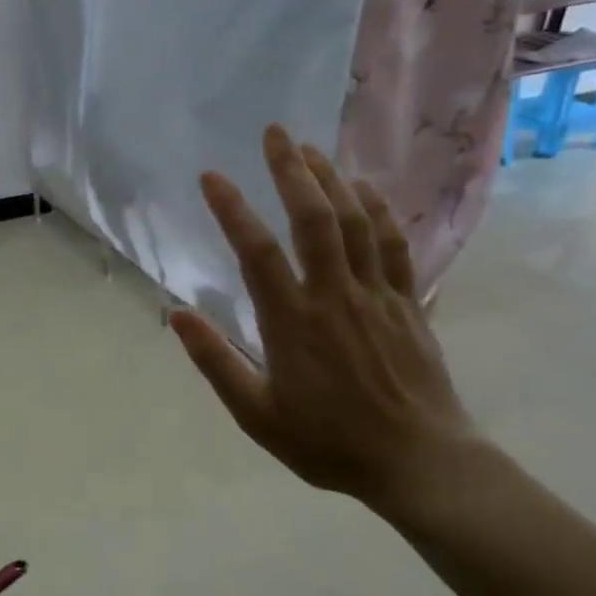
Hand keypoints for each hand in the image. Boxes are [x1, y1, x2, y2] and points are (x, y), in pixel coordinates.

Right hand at [170, 125, 476, 509]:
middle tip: (275, 133)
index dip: (232, 209)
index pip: (256, 252)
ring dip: (332, 179)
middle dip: (292, 171)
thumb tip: (177, 315)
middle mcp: (335, 295)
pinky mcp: (407, 302)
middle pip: (314, 218)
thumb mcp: (258, 414)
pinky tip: (366, 190)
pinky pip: (392, 244)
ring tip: (311, 148)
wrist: (419, 461)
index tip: (211, 176)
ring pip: (354, 222)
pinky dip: (377, 210)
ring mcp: (376, 294)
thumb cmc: (328, 442)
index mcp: (293, 322)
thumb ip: (217, 362)